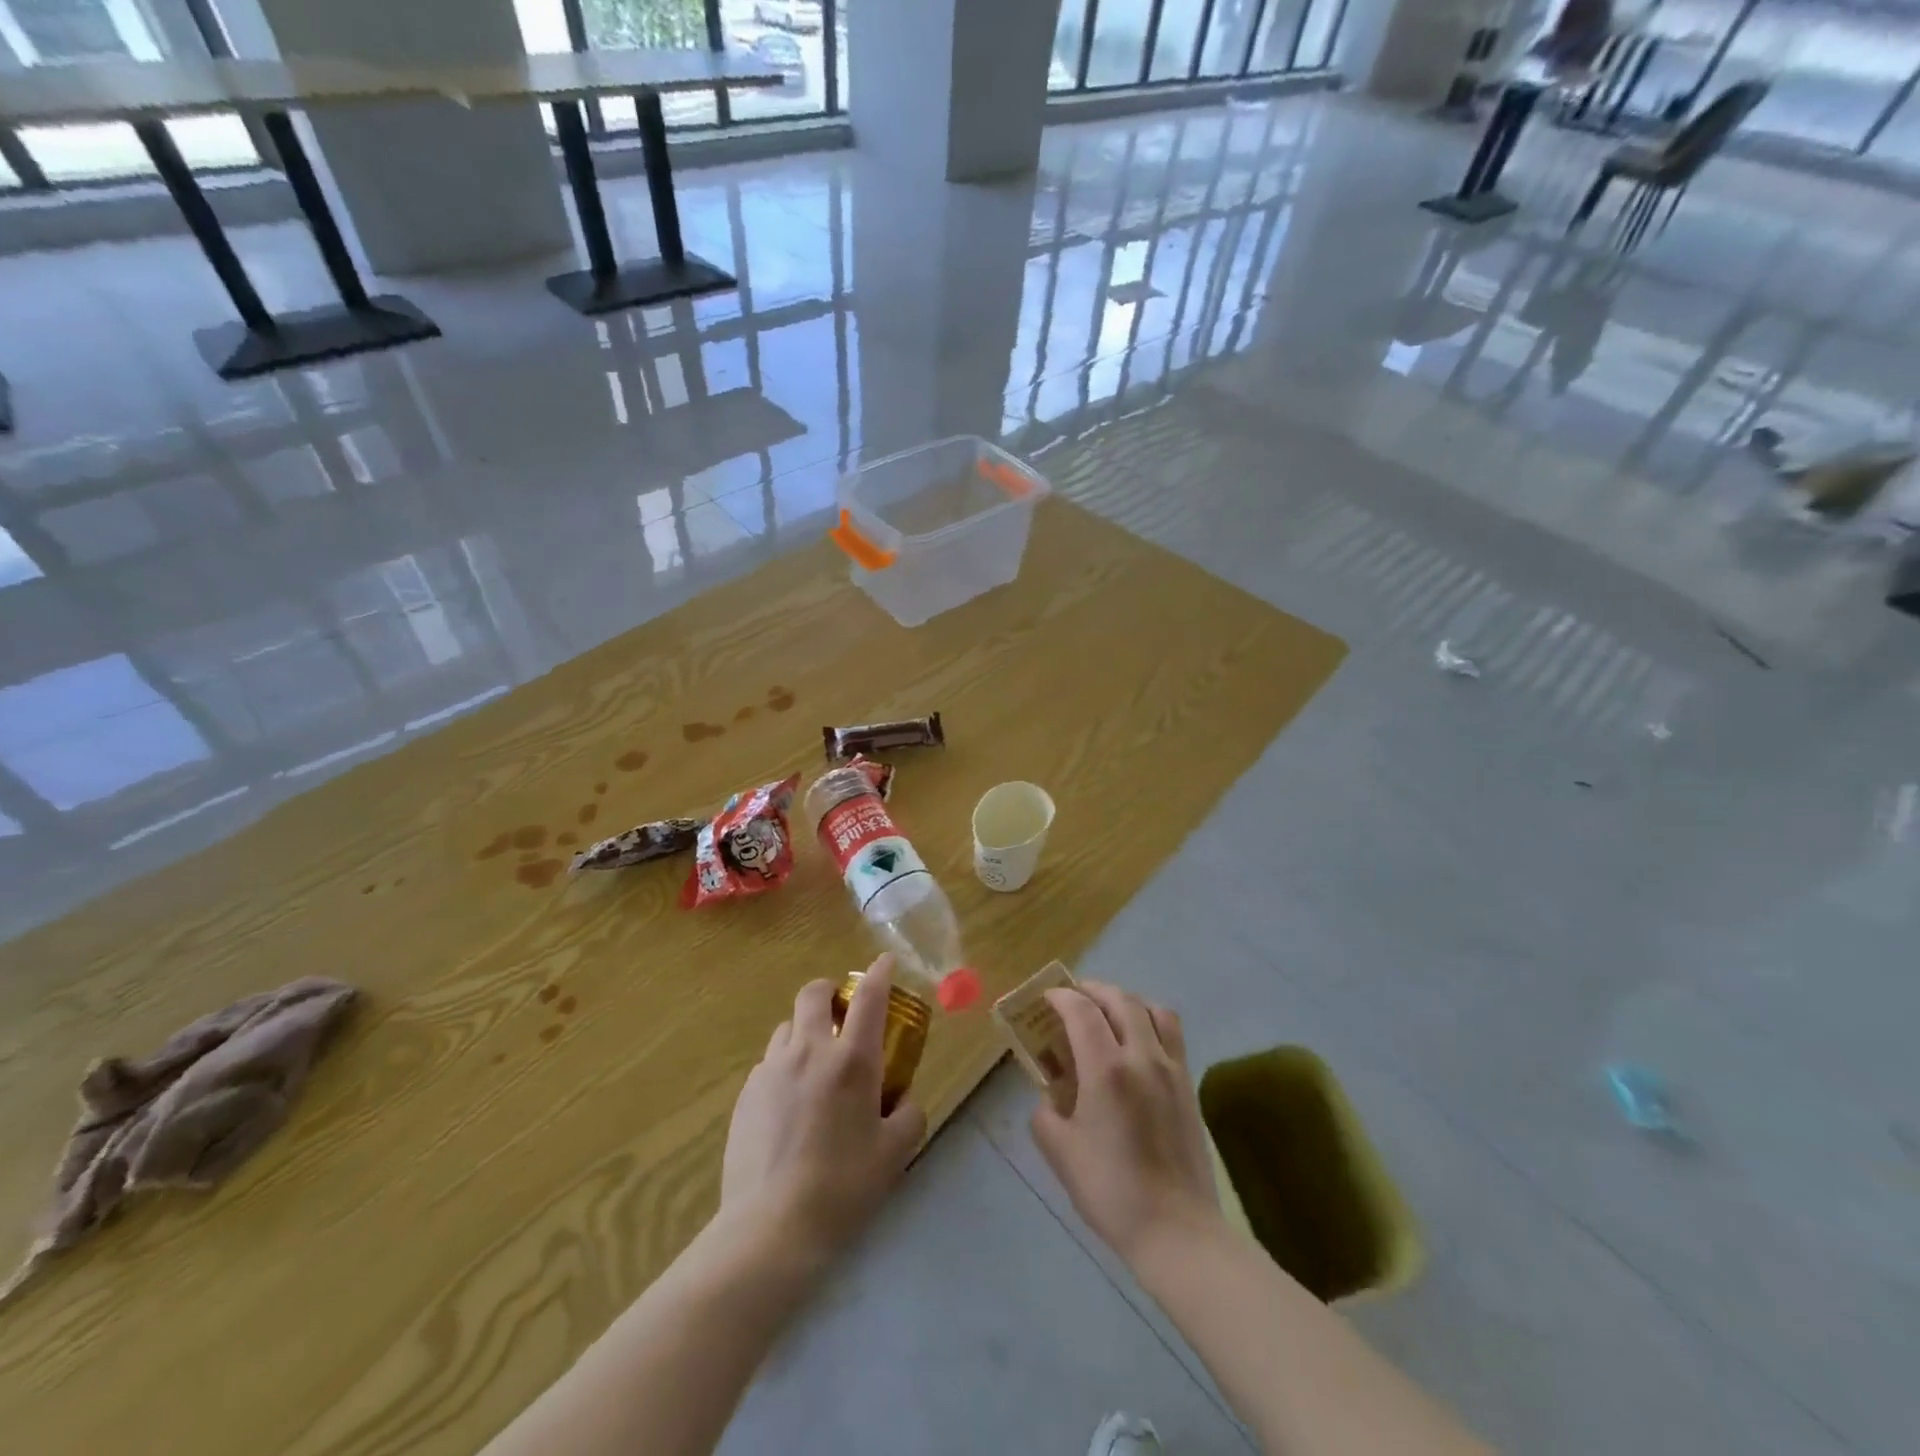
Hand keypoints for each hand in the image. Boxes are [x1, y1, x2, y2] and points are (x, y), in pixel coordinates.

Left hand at [721, 954, 927, 1265]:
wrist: (771, 1227)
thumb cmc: (843, 1186)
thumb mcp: (895, 1153)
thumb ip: (908, 1114)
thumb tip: (903, 1098)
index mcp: (852, 1060)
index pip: (870, 997)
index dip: (880, 972)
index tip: (885, 962)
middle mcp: (809, 1050)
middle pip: (814, 994)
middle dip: (830, 991)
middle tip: (842, 1012)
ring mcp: (772, 1069)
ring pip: (787, 1026)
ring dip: (805, 1030)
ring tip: (815, 1063)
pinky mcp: (746, 1093)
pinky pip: (769, 1062)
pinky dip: (785, 1066)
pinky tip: (790, 1103)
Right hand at [1030, 981, 1221, 1265]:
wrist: (1177, 1230)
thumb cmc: (1112, 1191)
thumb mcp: (1061, 1153)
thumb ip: (1046, 1115)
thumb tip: (1050, 1098)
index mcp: (1106, 1069)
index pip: (1082, 1011)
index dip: (1061, 997)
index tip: (1047, 998)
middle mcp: (1142, 1057)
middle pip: (1119, 1000)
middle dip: (1092, 991)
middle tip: (1073, 998)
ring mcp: (1171, 1068)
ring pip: (1152, 1009)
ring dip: (1126, 1001)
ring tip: (1109, 1013)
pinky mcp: (1189, 1085)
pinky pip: (1172, 1034)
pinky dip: (1150, 1022)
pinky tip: (1138, 1044)